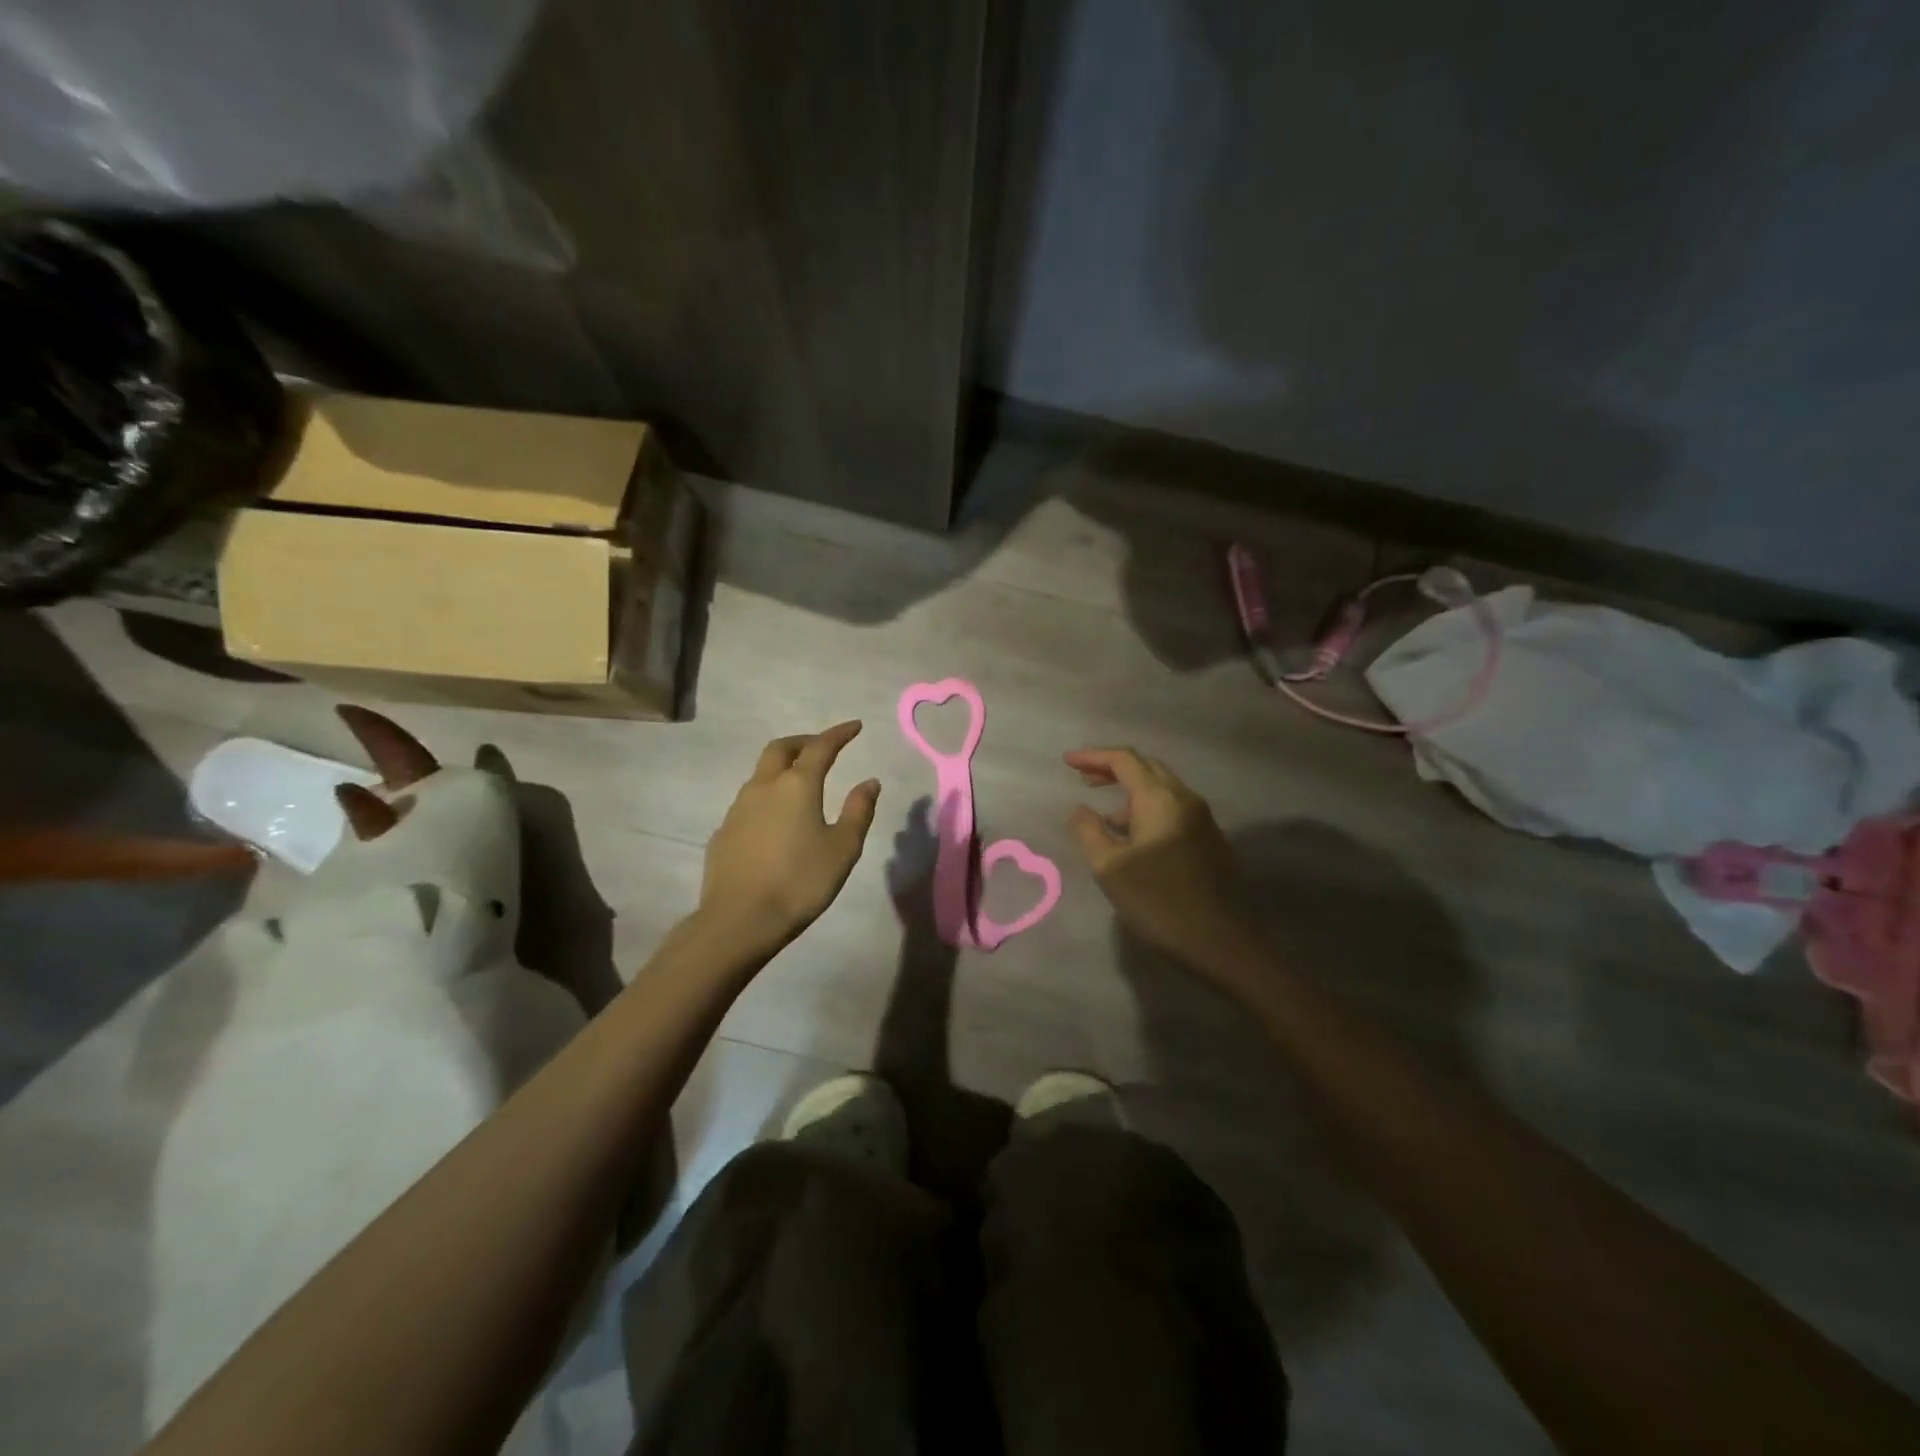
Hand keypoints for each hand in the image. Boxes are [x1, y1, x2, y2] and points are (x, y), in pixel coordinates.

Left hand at [700, 721, 880, 943]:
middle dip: (804, 742)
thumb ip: (858, 810)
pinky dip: (767, 798)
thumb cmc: (800, 882)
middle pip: (780, 749)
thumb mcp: (843, 848)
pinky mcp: (723, 832)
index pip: (821, 747)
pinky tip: (775, 822)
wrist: (739, 919)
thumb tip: (869, 782)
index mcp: (797, 786)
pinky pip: (748, 803)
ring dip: (782, 769)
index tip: (855, 726)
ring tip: (800, 784)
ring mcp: (738, 809)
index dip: (839, 734)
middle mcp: (764, 787)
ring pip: (761, 774)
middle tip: (821, 747)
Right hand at [1065, 748, 1246, 962]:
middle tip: (1084, 779)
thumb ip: (1089, 831)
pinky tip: (1134, 839)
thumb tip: (1080, 809)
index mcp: (1160, 799)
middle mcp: (1185, 800)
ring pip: (1162, 790)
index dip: (1093, 757)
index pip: (1125, 760)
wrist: (1222, 942)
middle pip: (1147, 768)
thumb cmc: (1159, 902)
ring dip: (1131, 793)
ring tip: (1105, 817)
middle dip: (1113, 769)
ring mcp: (1202, 820)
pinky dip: (1147, 810)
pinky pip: (1172, 810)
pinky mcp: (1210, 841)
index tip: (1067, 762)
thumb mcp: (1110, 868)